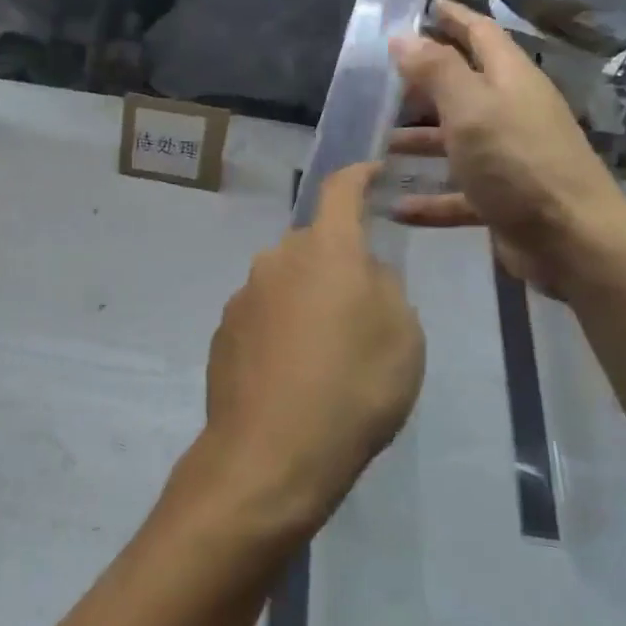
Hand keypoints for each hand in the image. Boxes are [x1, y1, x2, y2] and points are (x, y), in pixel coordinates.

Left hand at [173, 164, 424, 547]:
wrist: (271, 453)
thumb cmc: (354, 388)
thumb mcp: (403, 337)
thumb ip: (384, 289)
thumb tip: (361, 275)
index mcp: (326, 250)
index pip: (341, 190)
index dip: (358, 176)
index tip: (370, 172)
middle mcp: (277, 261)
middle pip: (312, 245)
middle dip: (336, 263)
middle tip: (359, 310)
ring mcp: (243, 297)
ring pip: (286, 283)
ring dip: (307, 302)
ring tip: (326, 356)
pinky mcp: (223, 334)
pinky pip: (263, 317)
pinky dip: (281, 331)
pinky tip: (293, 376)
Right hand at [389, 0, 625, 297]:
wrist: (571, 240)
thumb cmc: (518, 164)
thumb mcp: (471, 109)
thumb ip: (436, 71)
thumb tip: (403, 36)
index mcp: (510, 81)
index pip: (480, 34)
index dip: (454, 18)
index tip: (426, 6)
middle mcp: (511, 114)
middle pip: (465, 89)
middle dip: (426, 83)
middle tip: (385, 81)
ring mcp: (508, 159)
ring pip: (457, 142)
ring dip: (421, 141)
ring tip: (380, 144)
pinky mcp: (503, 201)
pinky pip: (458, 194)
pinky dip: (429, 200)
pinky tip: (396, 207)